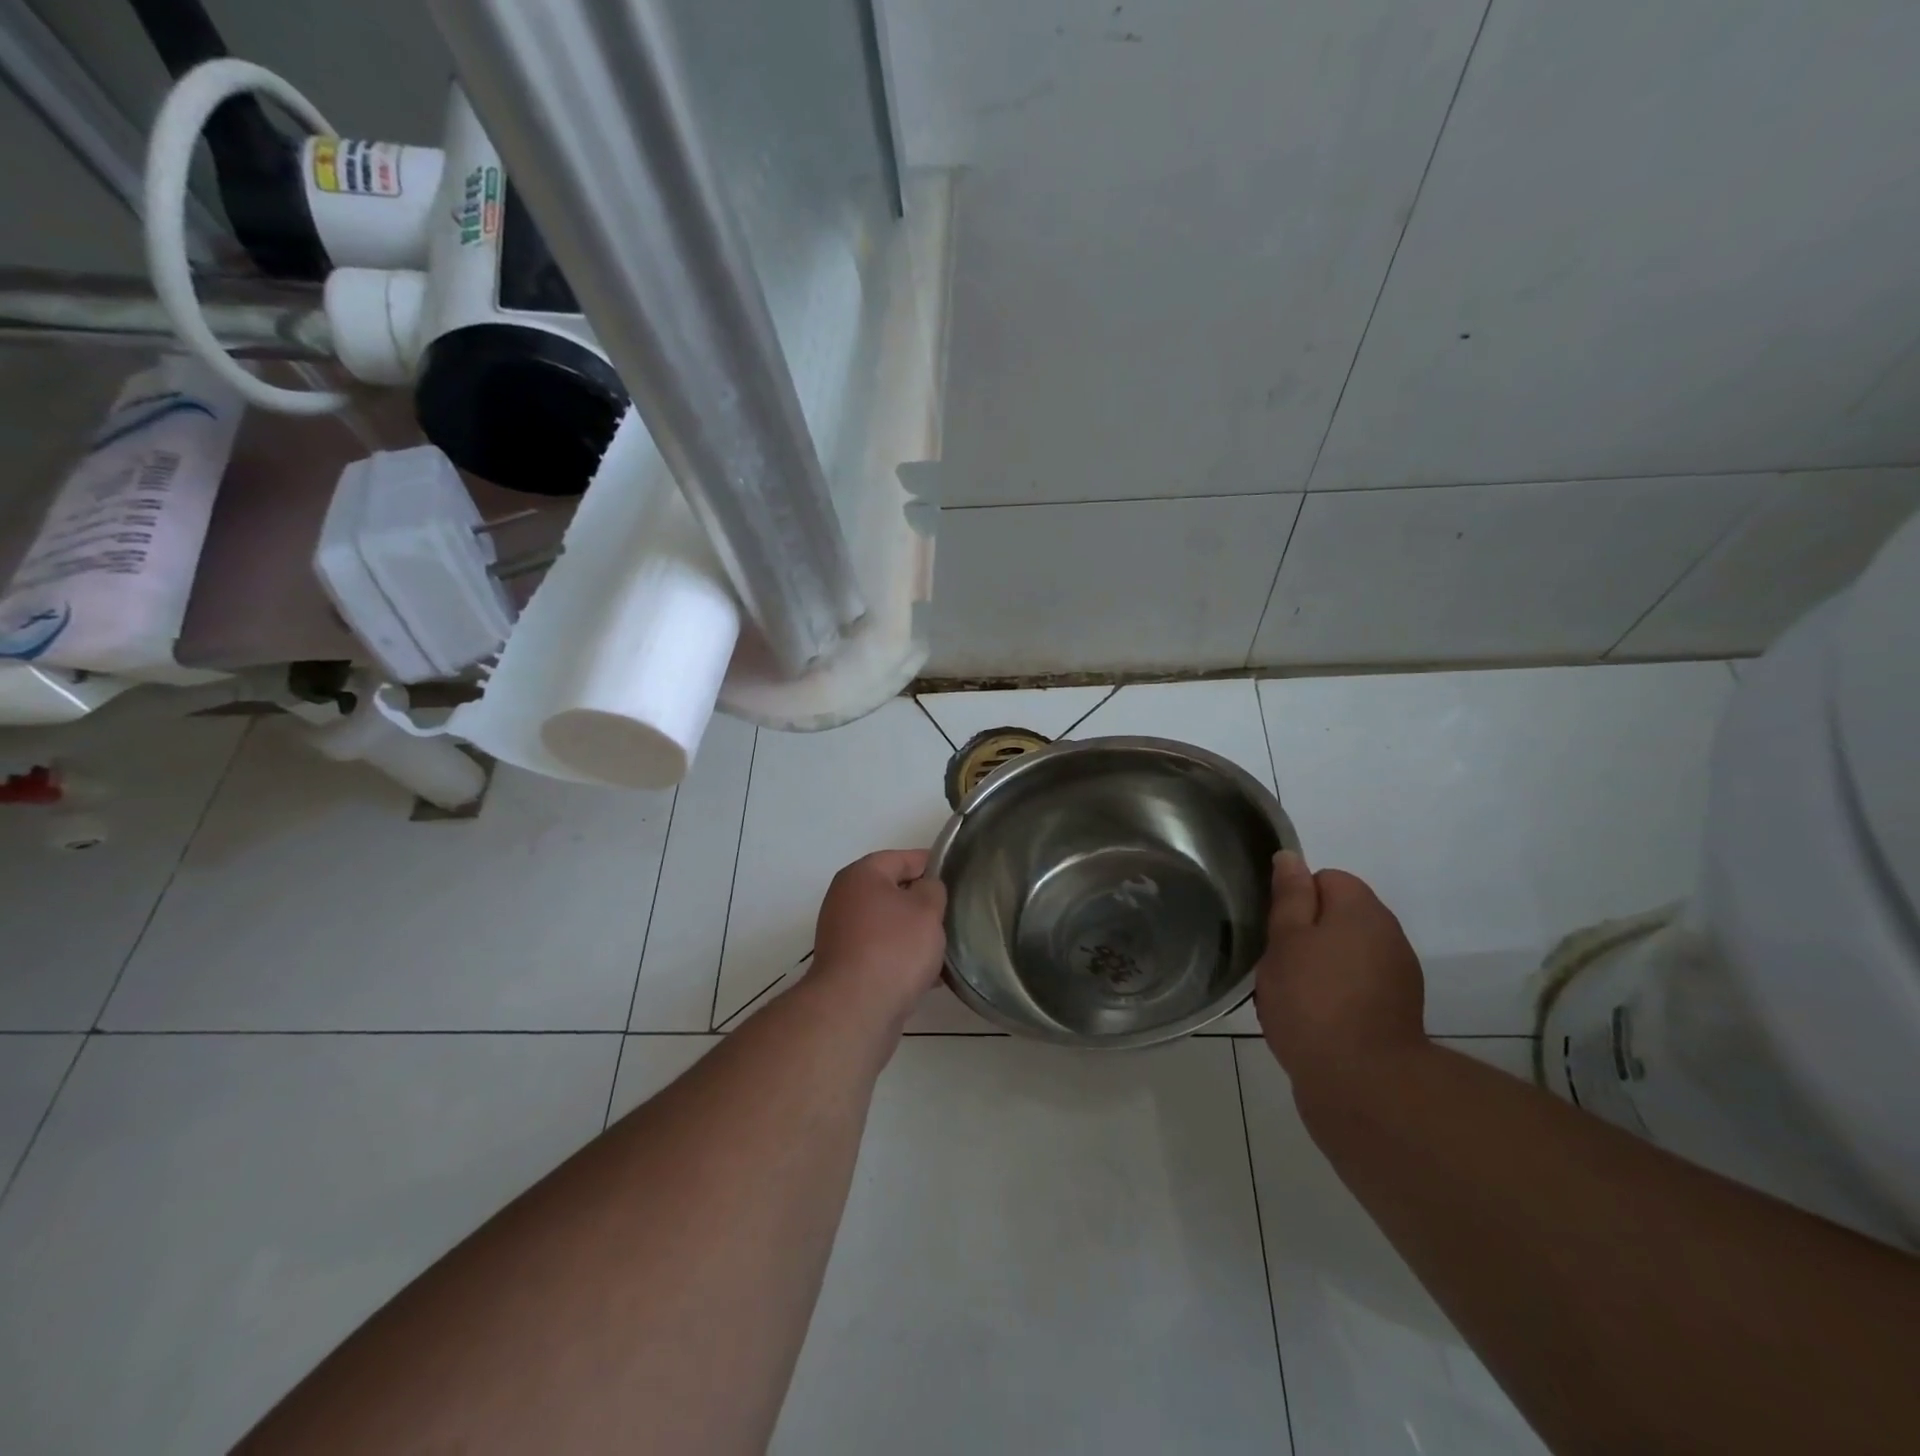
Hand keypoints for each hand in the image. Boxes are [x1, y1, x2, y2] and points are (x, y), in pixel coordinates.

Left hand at [809, 849, 948, 1030]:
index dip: (932, 864)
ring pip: (889, 925)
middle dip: (924, 903)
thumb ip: (933, 889)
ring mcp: (842, 934)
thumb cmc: (894, 948)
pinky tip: (930, 976)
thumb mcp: (927, 909)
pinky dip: (903, 958)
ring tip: (946, 948)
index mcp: (861, 875)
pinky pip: (882, 952)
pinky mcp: (847, 966)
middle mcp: (845, 899)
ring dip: (915, 934)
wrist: (855, 1010)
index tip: (958, 877)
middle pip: (893, 891)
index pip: (902, 858)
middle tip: (953, 914)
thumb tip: (925, 889)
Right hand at [1253, 851, 1427, 1094]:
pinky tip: (1313, 1019)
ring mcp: (1398, 976)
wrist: (1362, 1084)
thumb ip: (1290, 896)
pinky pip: (1357, 986)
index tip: (1276, 929)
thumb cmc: (1312, 1000)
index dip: (1296, 899)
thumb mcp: (1285, 940)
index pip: (1326, 878)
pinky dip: (1335, 994)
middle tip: (1278, 963)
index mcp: (1362, 910)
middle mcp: (1388, 935)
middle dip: (1307, 933)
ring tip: (1291, 996)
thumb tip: (1291, 858)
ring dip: (1320, 965)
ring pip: (1346, 953)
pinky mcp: (1396, 1012)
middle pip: (1338, 916)